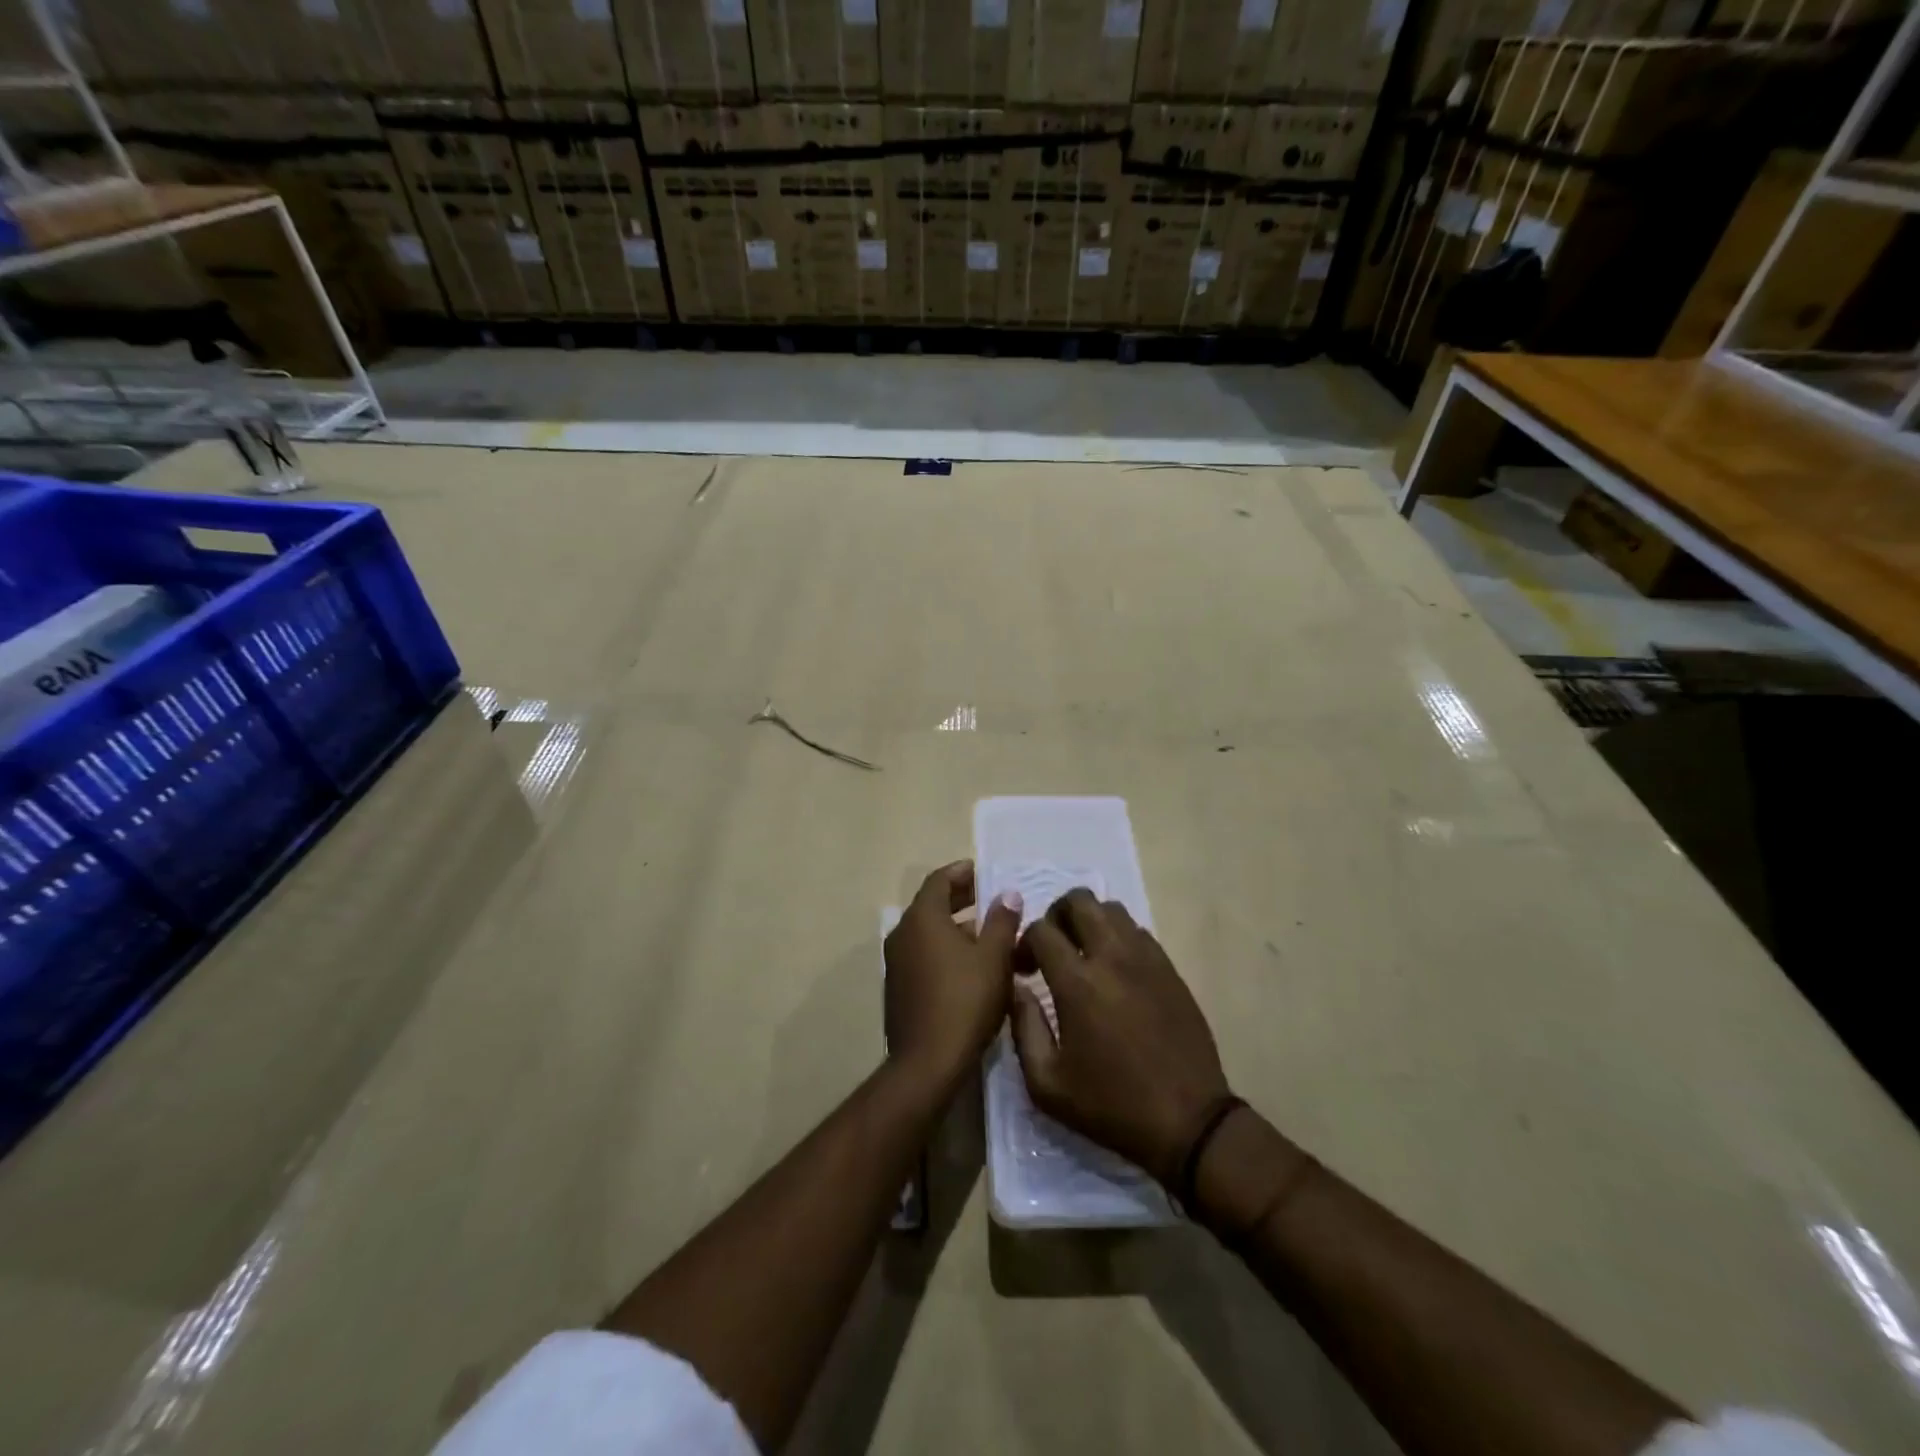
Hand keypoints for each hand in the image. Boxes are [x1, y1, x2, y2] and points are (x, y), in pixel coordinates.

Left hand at [884, 861, 1022, 1100]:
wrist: (927, 1063)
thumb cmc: (964, 1001)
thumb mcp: (994, 958)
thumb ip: (1002, 921)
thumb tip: (1008, 894)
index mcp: (922, 918)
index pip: (939, 880)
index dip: (962, 873)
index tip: (983, 872)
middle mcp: (902, 934)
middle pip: (932, 905)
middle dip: (962, 900)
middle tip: (991, 901)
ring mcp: (896, 963)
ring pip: (929, 934)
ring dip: (957, 929)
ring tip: (991, 937)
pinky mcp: (899, 988)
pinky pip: (924, 956)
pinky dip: (946, 951)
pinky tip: (973, 969)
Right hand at [1011, 889, 1230, 1184]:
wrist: (1188, 1122)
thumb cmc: (1111, 1106)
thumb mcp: (1047, 1084)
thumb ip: (1023, 1028)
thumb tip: (1016, 989)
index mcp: (1078, 983)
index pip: (1041, 930)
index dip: (1024, 943)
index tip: (1023, 970)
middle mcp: (1112, 957)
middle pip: (1079, 900)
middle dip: (1056, 915)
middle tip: (1052, 947)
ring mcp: (1146, 958)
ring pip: (1112, 909)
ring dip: (1089, 921)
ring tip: (1083, 954)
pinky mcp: (1170, 968)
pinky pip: (1138, 931)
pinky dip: (1118, 937)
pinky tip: (1115, 970)